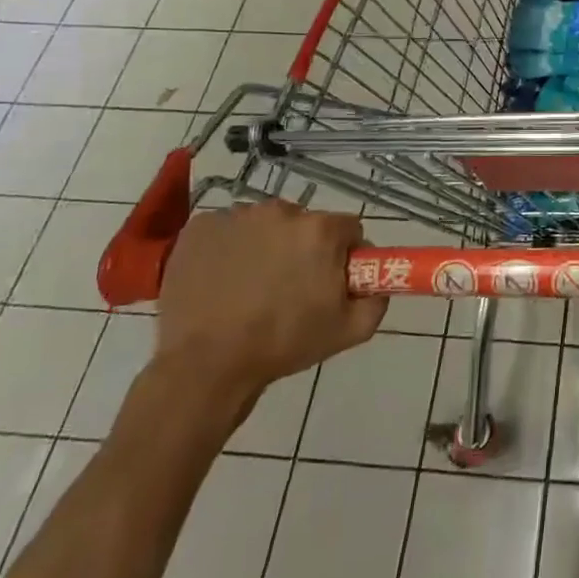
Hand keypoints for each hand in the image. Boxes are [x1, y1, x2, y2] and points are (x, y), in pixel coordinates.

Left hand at [153, 202, 382, 409]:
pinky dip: (230, 249)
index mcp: (320, 231)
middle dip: (303, 249)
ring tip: (251, 288)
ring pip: (265, 225)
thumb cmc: (283, 344)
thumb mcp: (350, 331)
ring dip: (266, 246)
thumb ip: (377, 299)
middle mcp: (281, 211)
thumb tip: (377, 284)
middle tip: (290, 287)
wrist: (205, 366)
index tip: (331, 280)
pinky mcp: (200, 228)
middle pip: (305, 223)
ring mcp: (236, 217)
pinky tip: (222, 281)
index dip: (344, 254)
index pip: (348, 229)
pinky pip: (228, 231)